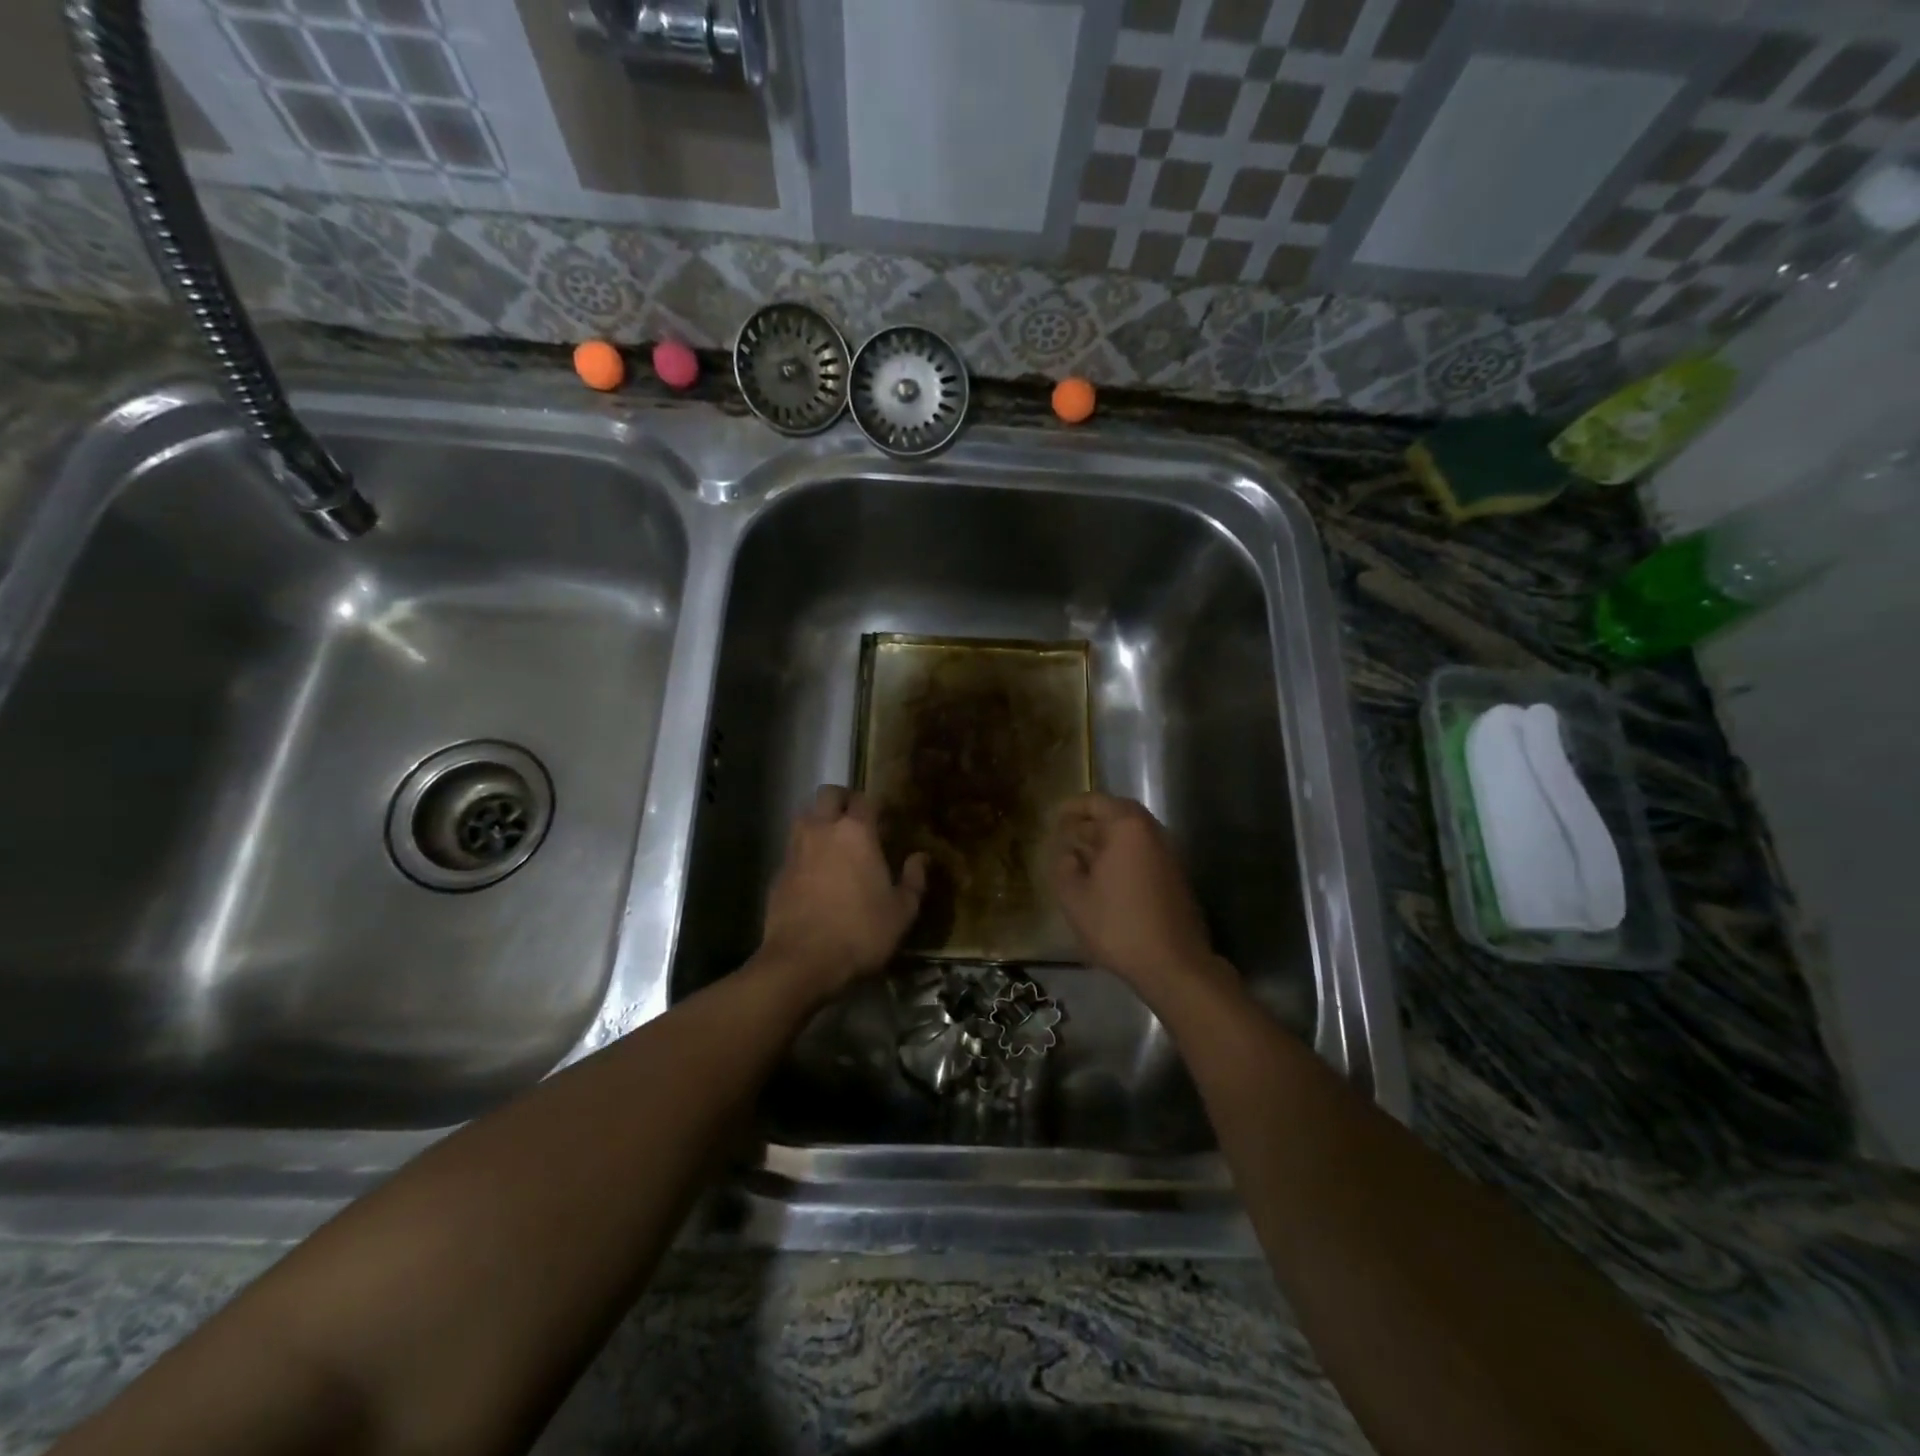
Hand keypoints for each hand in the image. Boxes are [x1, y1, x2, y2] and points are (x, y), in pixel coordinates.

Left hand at [759, 786, 927, 997]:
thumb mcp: (902, 912)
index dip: (875, 805)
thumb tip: (920, 857)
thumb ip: (914, 880)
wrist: (801, 961)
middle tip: (855, 819)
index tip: (885, 818)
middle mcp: (822, 830)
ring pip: (804, 816)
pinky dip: (804, 851)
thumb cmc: (860, 932)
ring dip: (819, 820)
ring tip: (833, 841)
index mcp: (856, 832)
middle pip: (828, 794)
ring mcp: (795, 849)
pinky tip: (815, 873)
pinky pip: (793, 848)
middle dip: (842, 800)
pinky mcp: (778, 872)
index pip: (864, 799)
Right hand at [1049, 794, 1216, 995]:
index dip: (1071, 807)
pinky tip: (1105, 880)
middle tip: (1066, 836)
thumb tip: (1069, 854)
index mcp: (1127, 827)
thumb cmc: (1118, 925)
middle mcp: (1152, 832)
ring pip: (1132, 835)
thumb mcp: (1074, 897)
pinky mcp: (1175, 877)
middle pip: (1117, 814)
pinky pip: (1143, 853)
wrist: (1173, 964)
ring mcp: (1168, 855)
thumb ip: (1064, 867)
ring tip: (1081, 858)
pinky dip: (1122, 856)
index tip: (1053, 819)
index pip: (1096, 802)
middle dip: (1090, 822)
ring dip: (1106, 840)